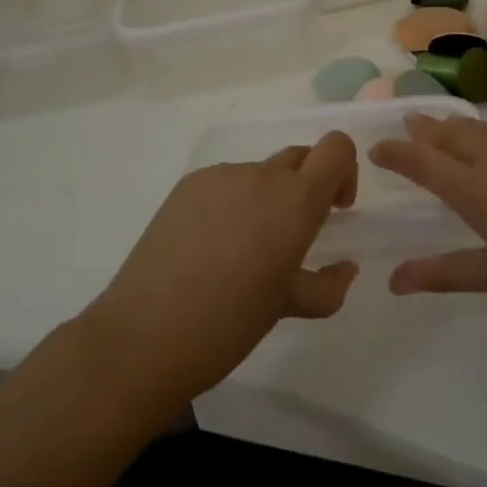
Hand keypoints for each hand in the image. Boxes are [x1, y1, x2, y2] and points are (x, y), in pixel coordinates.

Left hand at [82, 133, 360, 408]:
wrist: (142, 338)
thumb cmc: (227, 326)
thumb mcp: (287, 308)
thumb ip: (326, 285)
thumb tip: (345, 268)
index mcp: (294, 202)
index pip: (336, 148)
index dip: (344, 170)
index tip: (334, 209)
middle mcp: (261, 177)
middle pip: (300, 158)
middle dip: (307, 187)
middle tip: (292, 237)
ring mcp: (220, 177)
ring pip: (260, 174)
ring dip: (266, 200)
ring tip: (241, 252)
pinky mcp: (187, 185)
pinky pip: (225, 183)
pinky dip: (232, 204)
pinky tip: (209, 248)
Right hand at [370, 115, 486, 355]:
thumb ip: (444, 272)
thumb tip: (393, 281)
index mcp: (478, 191)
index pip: (423, 161)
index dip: (397, 152)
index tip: (376, 148)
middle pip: (454, 134)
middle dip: (427, 129)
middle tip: (410, 123)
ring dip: (462, 129)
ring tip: (449, 129)